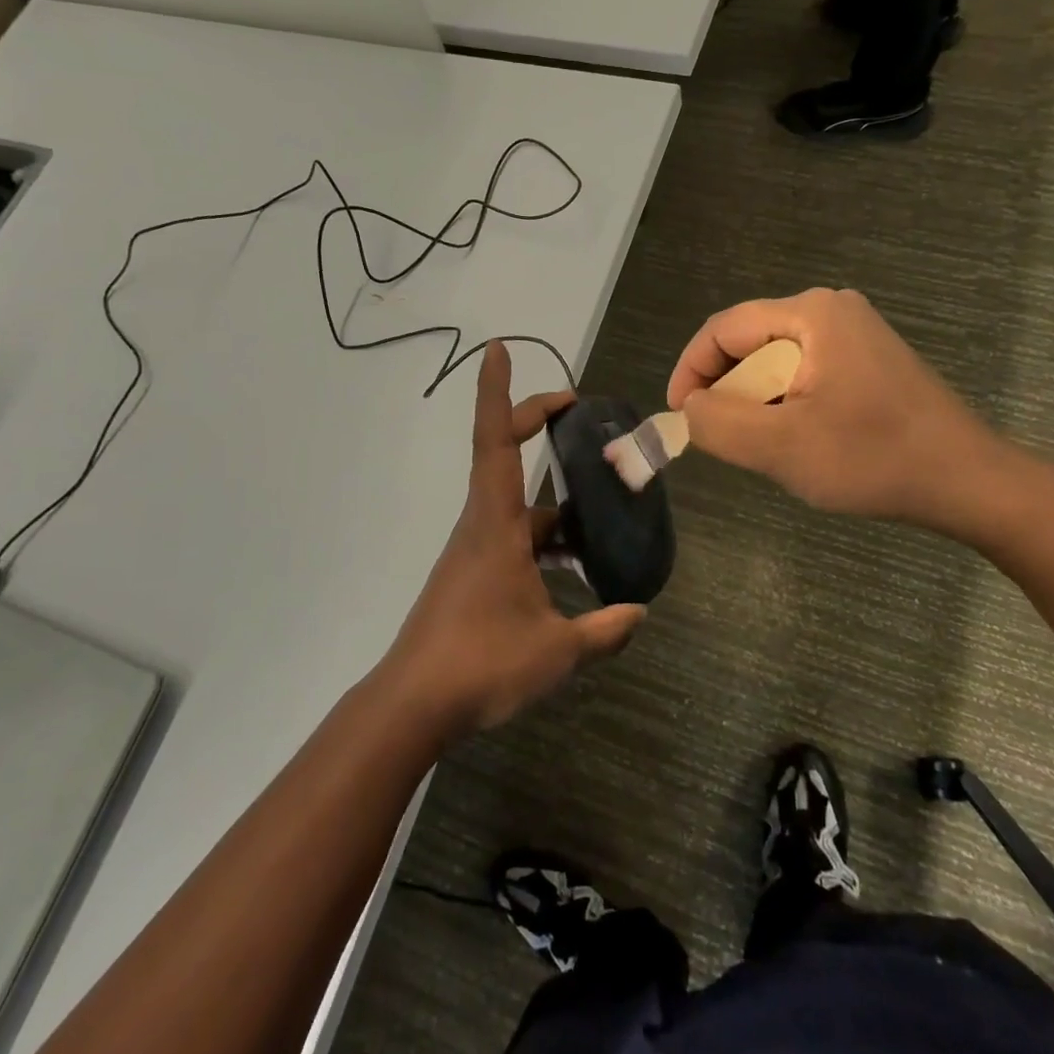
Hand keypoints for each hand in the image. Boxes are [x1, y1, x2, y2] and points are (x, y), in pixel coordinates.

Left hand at [380, 342, 645, 738]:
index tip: (498, 348)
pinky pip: (515, 539)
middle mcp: (482, 525)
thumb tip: (639, 614)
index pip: (496, 439)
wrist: (413, 705)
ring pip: (519, 507)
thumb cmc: (481, 664)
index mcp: (496, 523)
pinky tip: (576, 570)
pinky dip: (546, 540)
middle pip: (506, 457)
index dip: (499, 392)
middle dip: (537, 423)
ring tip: (604, 510)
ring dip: (555, 501)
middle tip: (577, 411)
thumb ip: (603, 632)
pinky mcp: (473, 576)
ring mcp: (475, 551)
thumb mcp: (556, 651)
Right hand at [667, 289, 1018, 533]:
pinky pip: (805, 374)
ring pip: (776, 363)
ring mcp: (855, 334)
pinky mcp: (869, 361)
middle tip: (725, 439)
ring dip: (758, 403)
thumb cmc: (874, 459)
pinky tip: (802, 441)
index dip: (691, 371)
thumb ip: (717, 423)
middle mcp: (831, 310)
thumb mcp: (781, 447)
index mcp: (810, 314)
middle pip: (750, 344)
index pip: (723, 330)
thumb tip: (690, 407)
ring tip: (765, 446)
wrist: (969, 482)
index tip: (680, 417)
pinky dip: (787, 404)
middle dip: (728, 391)